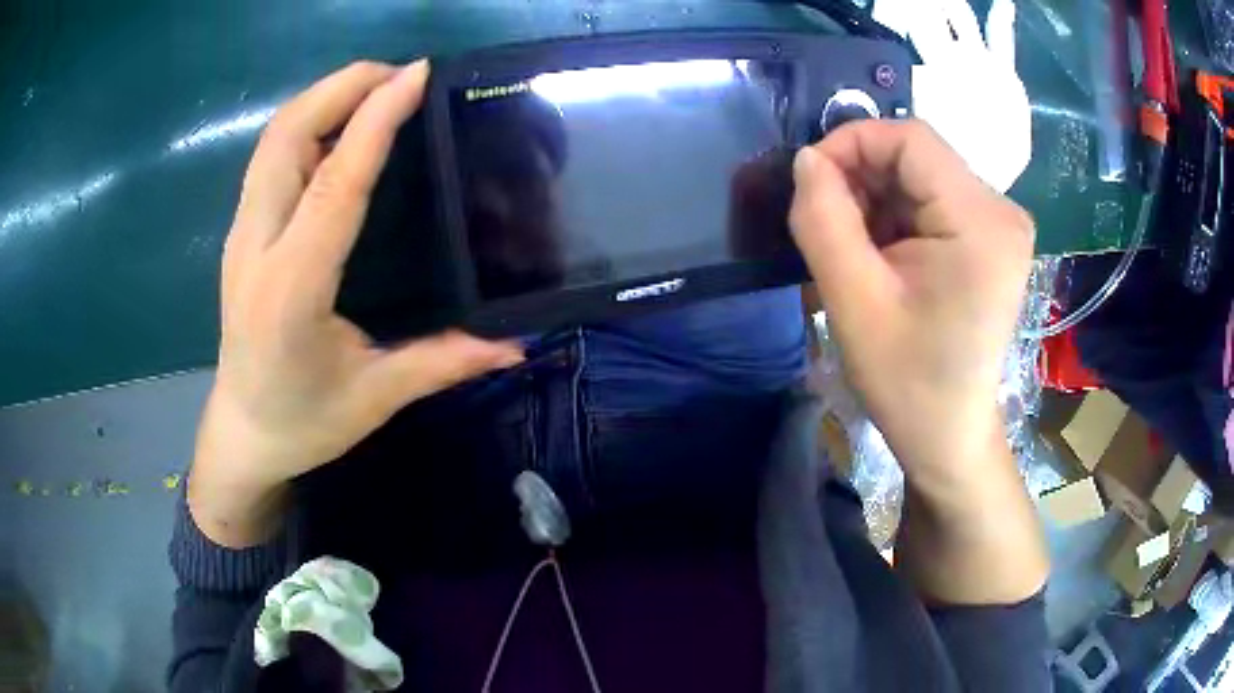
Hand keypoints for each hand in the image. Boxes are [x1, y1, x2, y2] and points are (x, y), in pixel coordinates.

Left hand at [190, 61, 523, 545]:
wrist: (243, 433)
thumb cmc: (303, 422)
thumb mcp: (375, 398)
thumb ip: (444, 362)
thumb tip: (517, 343)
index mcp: (292, 288)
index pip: (335, 182)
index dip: (375, 120)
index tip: (416, 75)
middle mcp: (256, 247)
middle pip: (286, 136)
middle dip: (342, 87)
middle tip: (401, 75)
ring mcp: (241, 235)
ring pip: (273, 139)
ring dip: (323, 99)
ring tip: (377, 89)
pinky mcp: (241, 233)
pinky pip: (270, 157)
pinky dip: (307, 124)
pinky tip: (341, 128)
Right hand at [790, 120, 1033, 482]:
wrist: (949, 434)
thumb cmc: (907, 381)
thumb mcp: (853, 302)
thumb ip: (822, 219)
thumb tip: (807, 159)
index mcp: (981, 222)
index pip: (910, 138)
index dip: (850, 143)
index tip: (811, 184)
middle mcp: (1002, 210)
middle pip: (918, 156)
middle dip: (862, 177)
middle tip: (829, 225)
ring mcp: (1002, 224)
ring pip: (922, 175)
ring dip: (878, 198)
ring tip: (856, 249)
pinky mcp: (993, 238)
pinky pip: (935, 199)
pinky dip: (898, 215)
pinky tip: (884, 255)